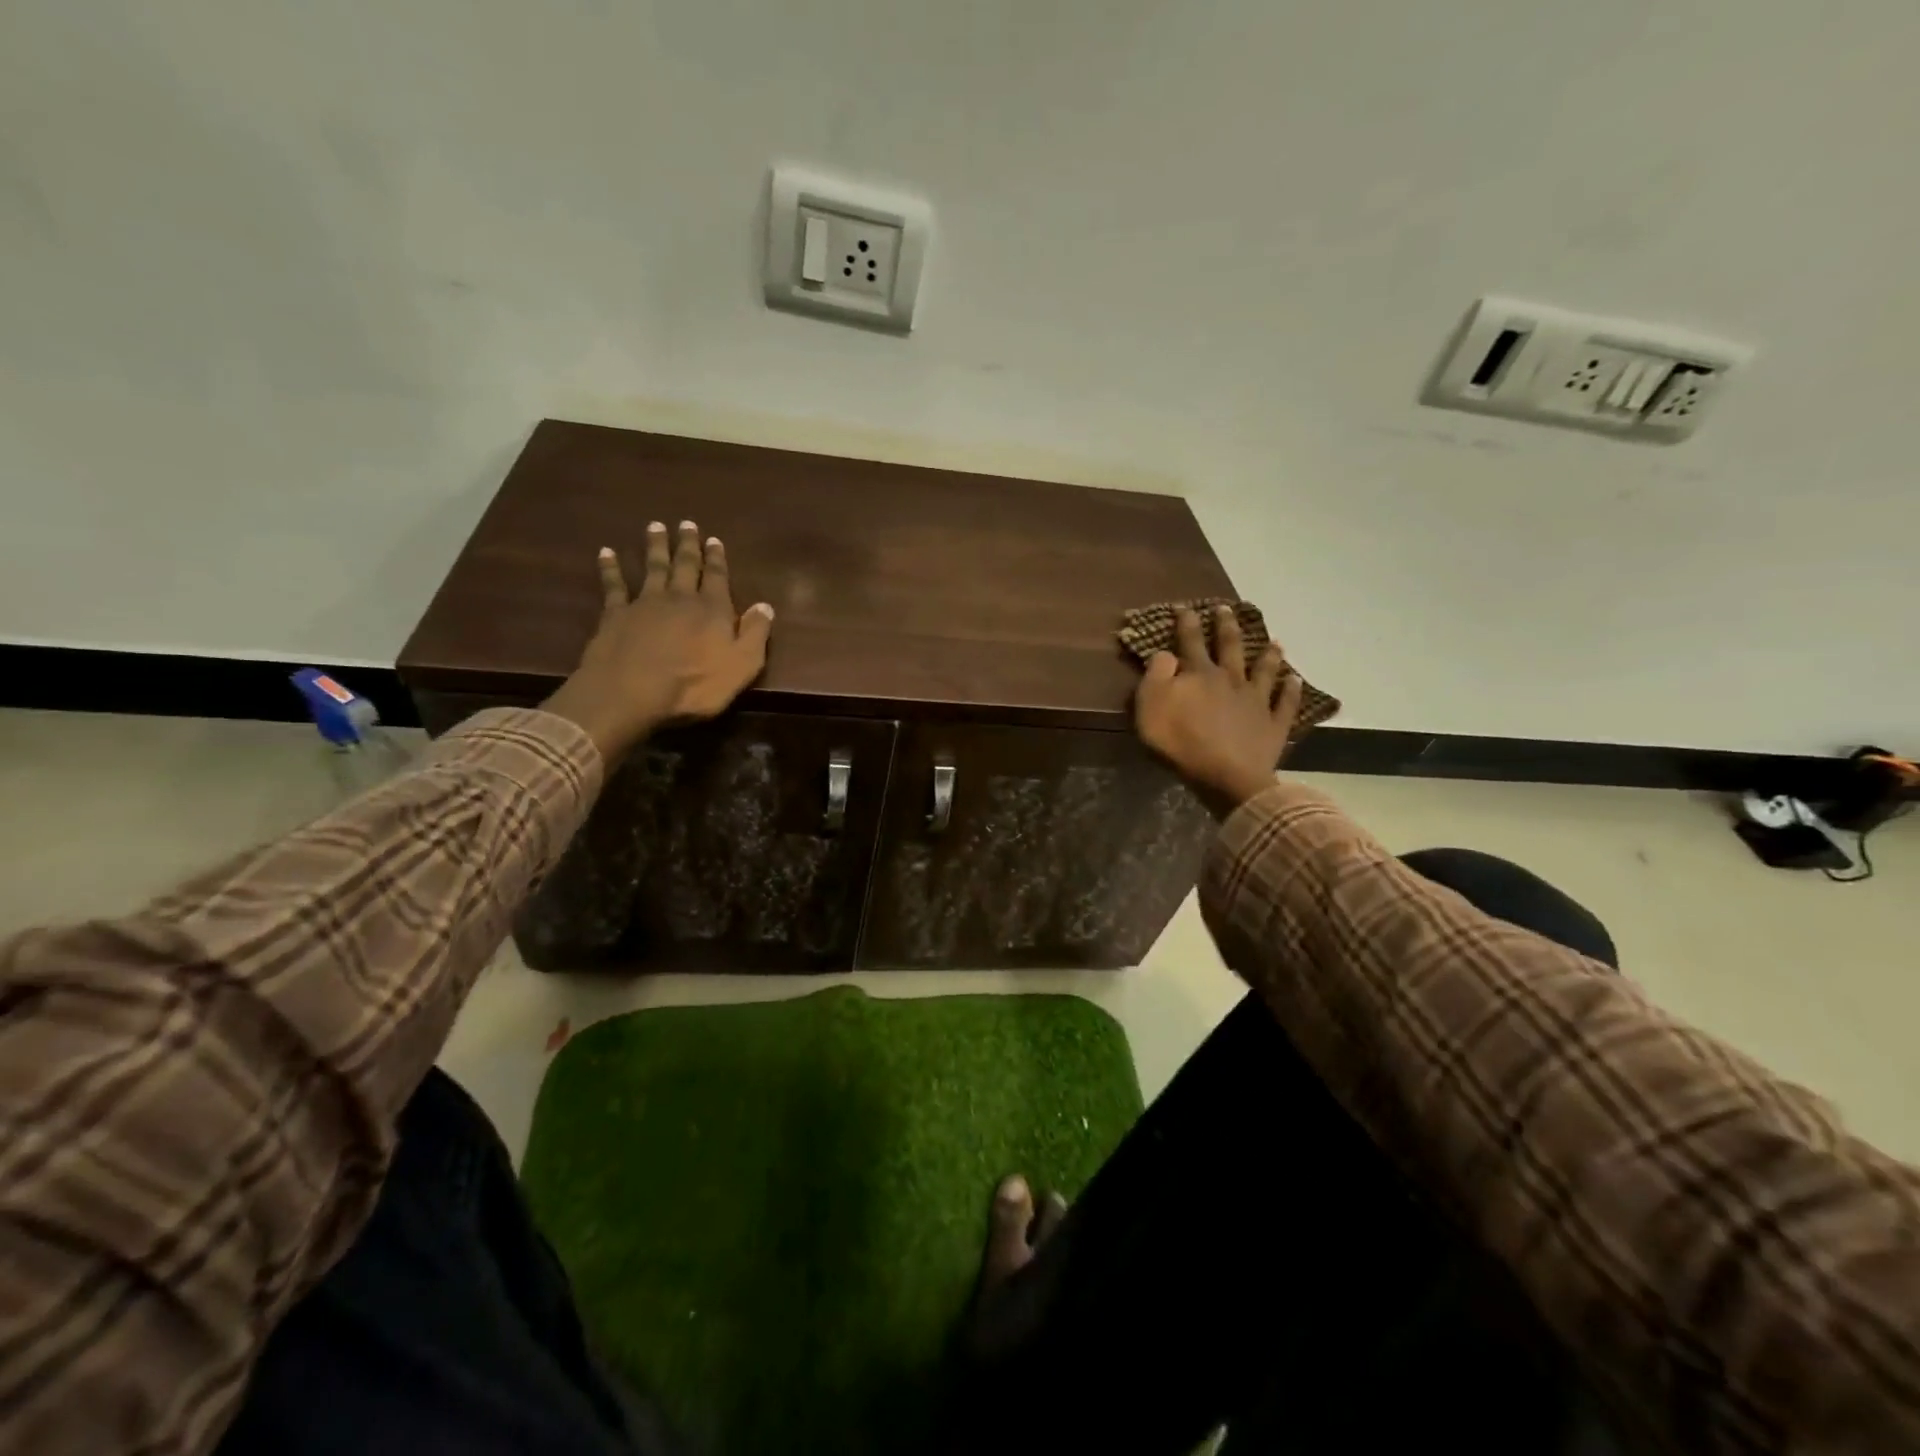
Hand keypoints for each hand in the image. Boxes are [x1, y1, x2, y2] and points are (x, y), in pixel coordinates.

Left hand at [543, 520, 774, 762]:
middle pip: (685, 565)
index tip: (714, 540)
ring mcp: (645, 603)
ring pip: (653, 568)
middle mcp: (680, 598)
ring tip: (655, 527)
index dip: (716, 558)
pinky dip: (610, 568)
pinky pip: (614, 585)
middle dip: (687, 545)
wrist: (633, 691)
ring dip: (655, 547)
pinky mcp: (616, 614)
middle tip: (687, 523)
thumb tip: (765, 606)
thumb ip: (755, 634)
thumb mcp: (742, 665)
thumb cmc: (695, 685)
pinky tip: (606, 553)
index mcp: (713, 609)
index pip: (717, 577)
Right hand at [1134, 604, 1303, 816]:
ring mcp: (1256, 701)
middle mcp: (1231, 679)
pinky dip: (1291, 690)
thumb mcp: (1151, 706)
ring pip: (1264, 670)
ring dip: (1269, 654)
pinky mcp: (1273, 725)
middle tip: (1227, 609)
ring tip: (1275, 641)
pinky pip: (1285, 703)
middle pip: (1230, 647)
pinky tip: (1296, 680)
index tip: (1185, 606)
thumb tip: (1165, 653)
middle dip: (1227, 626)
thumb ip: (1156, 676)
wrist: (1226, 776)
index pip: (1191, 641)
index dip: (1187, 622)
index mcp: (1199, 674)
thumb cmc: (1181, 742)